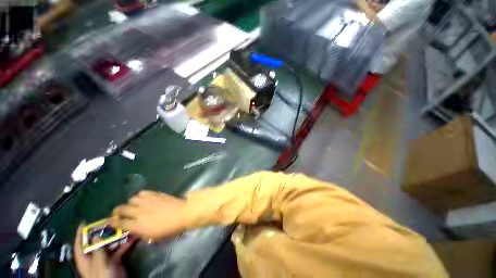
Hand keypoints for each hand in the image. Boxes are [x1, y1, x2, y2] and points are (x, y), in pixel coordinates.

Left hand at [74, 226, 134, 277]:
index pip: (79, 245)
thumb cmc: (102, 277)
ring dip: (118, 237)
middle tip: (111, 221)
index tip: (84, 223)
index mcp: (85, 259)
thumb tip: (96, 236)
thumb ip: (98, 251)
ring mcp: (105, 258)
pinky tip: (133, 238)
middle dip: (104, 232)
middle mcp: (94, 257)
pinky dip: (126, 244)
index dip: (80, 234)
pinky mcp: (115, 260)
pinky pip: (120, 249)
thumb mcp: (99, 265)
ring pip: (110, 244)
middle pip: (97, 242)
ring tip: (125, 226)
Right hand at [109, 191, 187, 240]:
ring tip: (133, 205)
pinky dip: (140, 196)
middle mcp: (139, 211)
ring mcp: (147, 201)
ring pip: (131, 199)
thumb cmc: (169, 228)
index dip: (111, 222)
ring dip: (130, 203)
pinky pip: (143, 193)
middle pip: (121, 208)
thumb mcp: (152, 236)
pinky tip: (143, 199)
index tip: (107, 221)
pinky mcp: (155, 194)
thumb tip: (133, 228)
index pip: (119, 223)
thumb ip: (140, 232)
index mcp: (137, 225)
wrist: (182, 213)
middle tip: (119, 213)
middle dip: (117, 211)